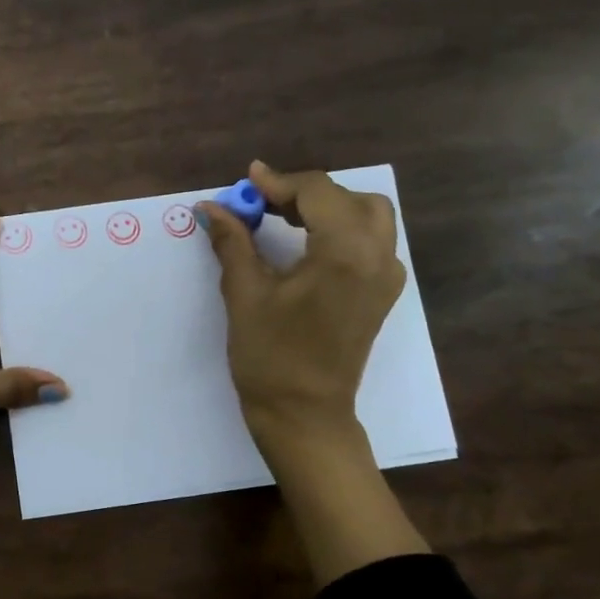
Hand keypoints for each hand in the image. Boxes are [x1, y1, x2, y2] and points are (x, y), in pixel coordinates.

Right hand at [195, 160, 405, 461]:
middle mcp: (378, 257)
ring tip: (285, 221)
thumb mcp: (245, 295)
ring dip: (329, 208)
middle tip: (265, 205)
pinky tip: (308, 246)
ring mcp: (386, 277)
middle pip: (350, 198)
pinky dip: (343, 230)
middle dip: (306, 194)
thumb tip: (212, 206)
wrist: (304, 416)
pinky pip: (372, 242)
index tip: (246, 183)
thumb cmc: (270, 358)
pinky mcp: (382, 295)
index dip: (279, 182)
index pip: (318, 192)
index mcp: (345, 253)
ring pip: (369, 217)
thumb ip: (233, 242)